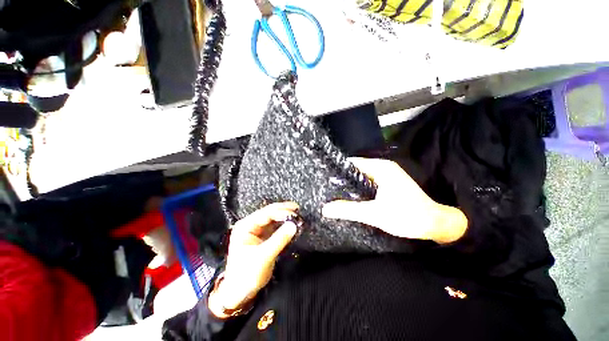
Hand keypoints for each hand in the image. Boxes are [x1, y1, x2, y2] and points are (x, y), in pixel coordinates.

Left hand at [208, 202, 298, 316]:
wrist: (240, 292)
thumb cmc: (247, 275)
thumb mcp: (264, 257)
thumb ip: (279, 239)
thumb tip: (294, 225)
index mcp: (245, 226)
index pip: (266, 213)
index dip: (281, 211)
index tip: (295, 213)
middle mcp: (250, 225)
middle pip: (269, 213)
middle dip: (283, 210)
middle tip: (298, 209)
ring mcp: (257, 230)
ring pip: (273, 218)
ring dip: (284, 216)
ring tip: (297, 214)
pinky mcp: (263, 236)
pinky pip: (275, 226)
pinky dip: (283, 224)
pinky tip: (291, 223)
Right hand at [322, 158, 466, 243]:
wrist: (436, 224)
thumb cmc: (407, 217)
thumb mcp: (374, 214)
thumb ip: (348, 210)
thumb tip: (325, 209)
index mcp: (380, 168)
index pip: (352, 162)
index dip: (338, 169)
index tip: (324, 178)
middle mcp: (383, 167)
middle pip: (356, 168)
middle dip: (342, 177)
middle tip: (327, 187)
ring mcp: (387, 174)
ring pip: (362, 175)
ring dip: (350, 183)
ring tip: (335, 191)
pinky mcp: (388, 183)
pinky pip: (368, 181)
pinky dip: (359, 187)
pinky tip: (351, 195)